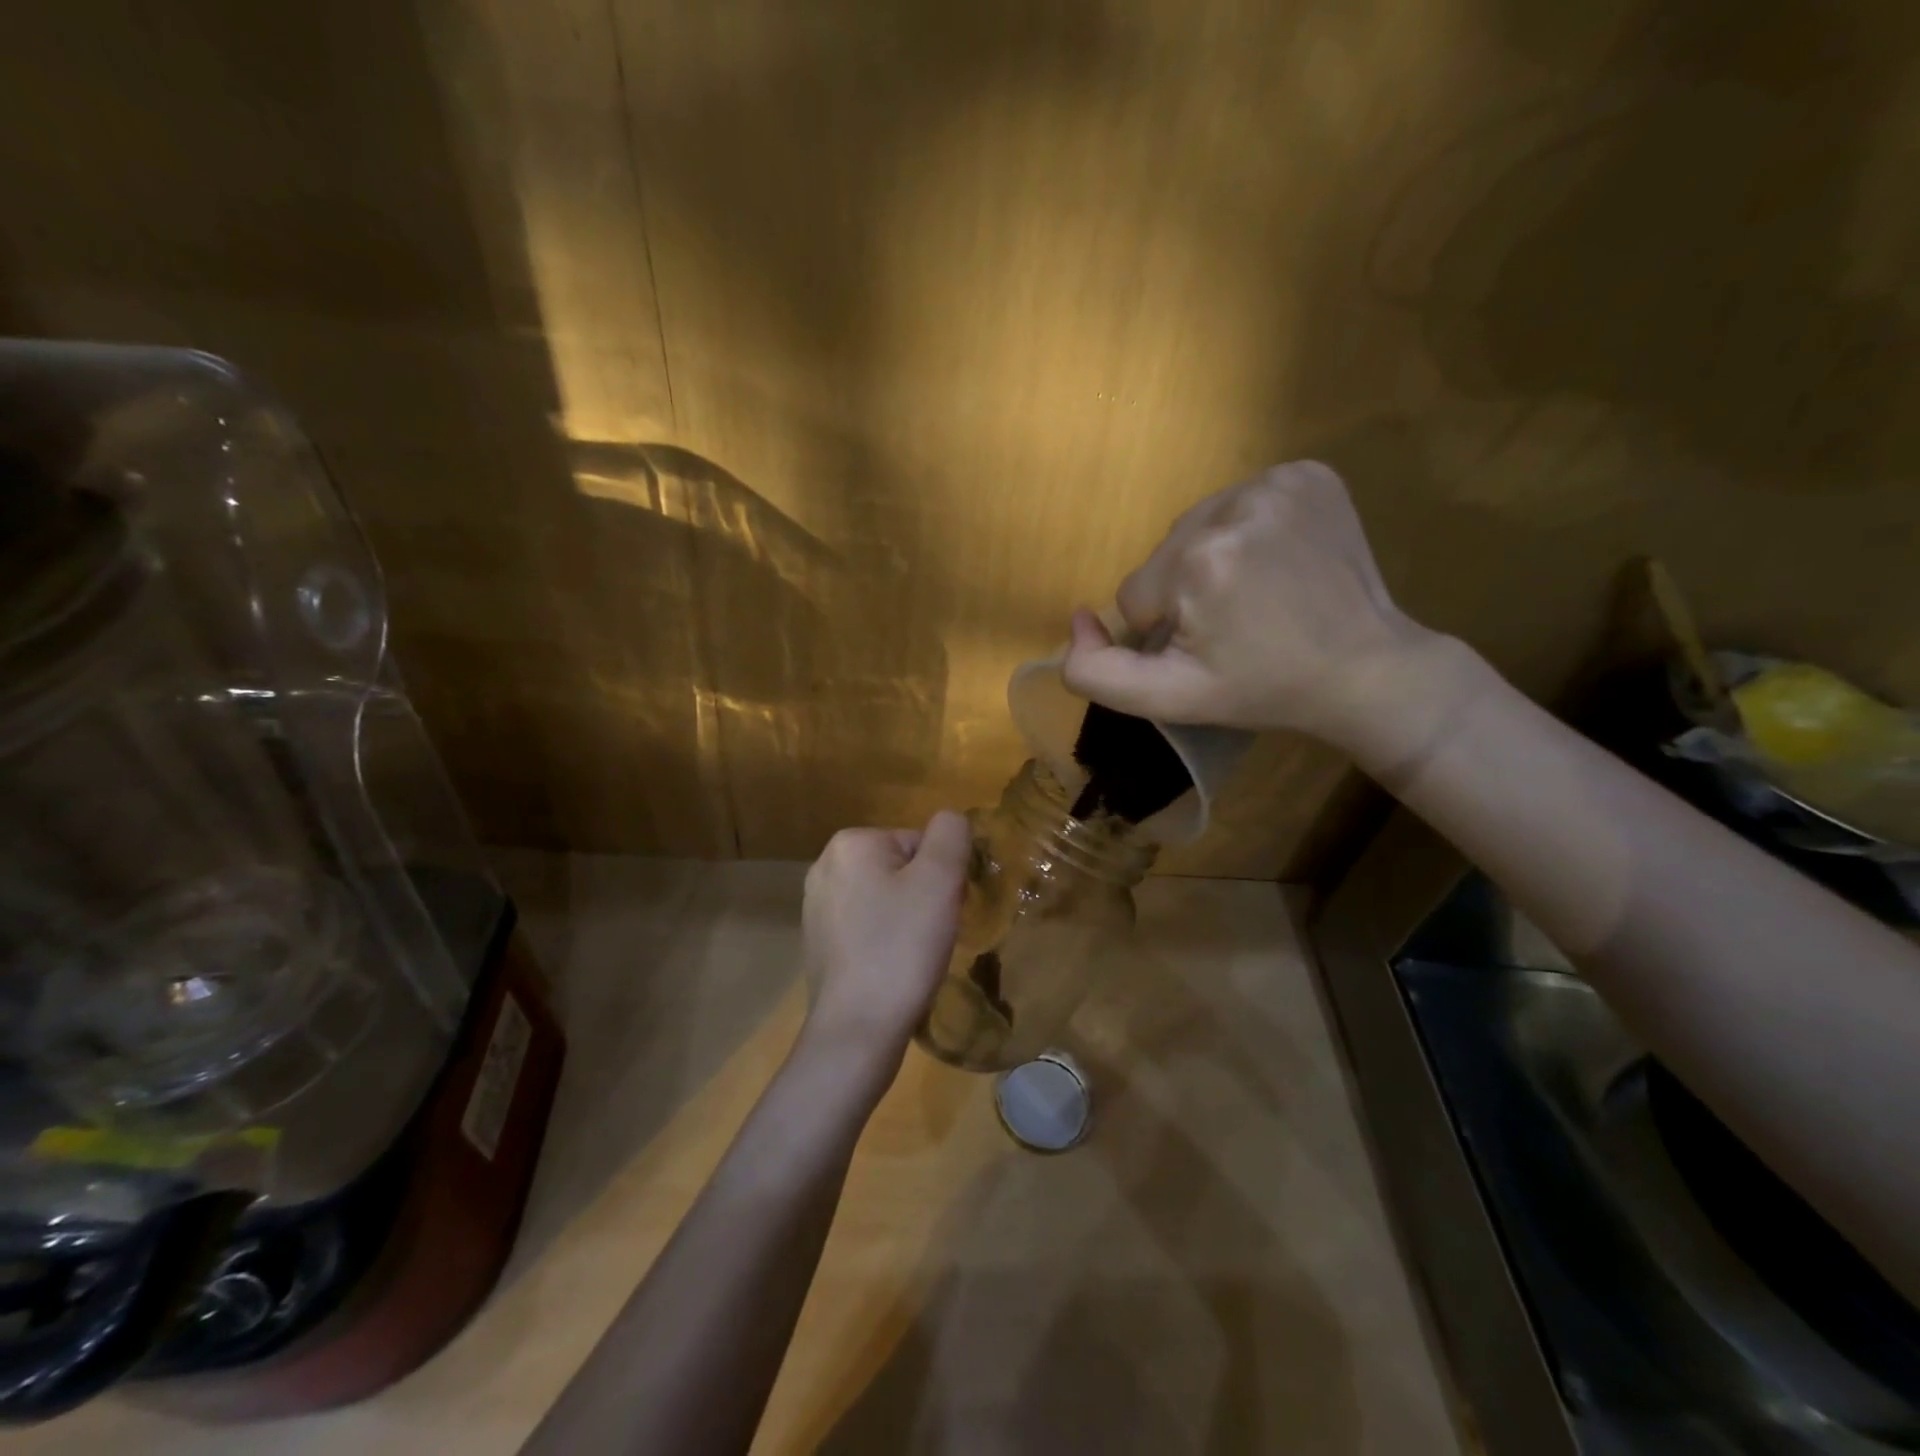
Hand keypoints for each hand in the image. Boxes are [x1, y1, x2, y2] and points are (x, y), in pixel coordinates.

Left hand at [799, 810, 969, 1084]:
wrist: (857, 1028)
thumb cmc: (902, 947)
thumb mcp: (940, 879)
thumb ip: (951, 835)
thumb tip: (950, 821)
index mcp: (851, 843)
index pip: (920, 843)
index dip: (942, 876)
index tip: (944, 911)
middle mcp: (825, 866)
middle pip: (901, 868)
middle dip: (923, 896)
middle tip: (931, 934)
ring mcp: (816, 907)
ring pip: (885, 899)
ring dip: (907, 920)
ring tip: (913, 955)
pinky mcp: (818, 942)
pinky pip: (867, 927)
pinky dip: (885, 942)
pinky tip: (892, 969)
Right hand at [1061, 461, 1453, 751]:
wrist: (1365, 669)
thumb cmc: (1264, 689)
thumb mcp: (1170, 699)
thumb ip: (1096, 672)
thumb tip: (1077, 620)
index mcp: (1198, 562)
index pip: (1137, 594)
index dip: (1166, 629)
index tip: (1213, 646)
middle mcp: (1234, 505)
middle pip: (1166, 555)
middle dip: (1185, 591)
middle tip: (1236, 623)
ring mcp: (1278, 482)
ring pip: (1198, 526)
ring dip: (1212, 558)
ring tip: (1257, 592)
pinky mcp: (1308, 473)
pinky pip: (1241, 502)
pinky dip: (1247, 532)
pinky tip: (1276, 562)